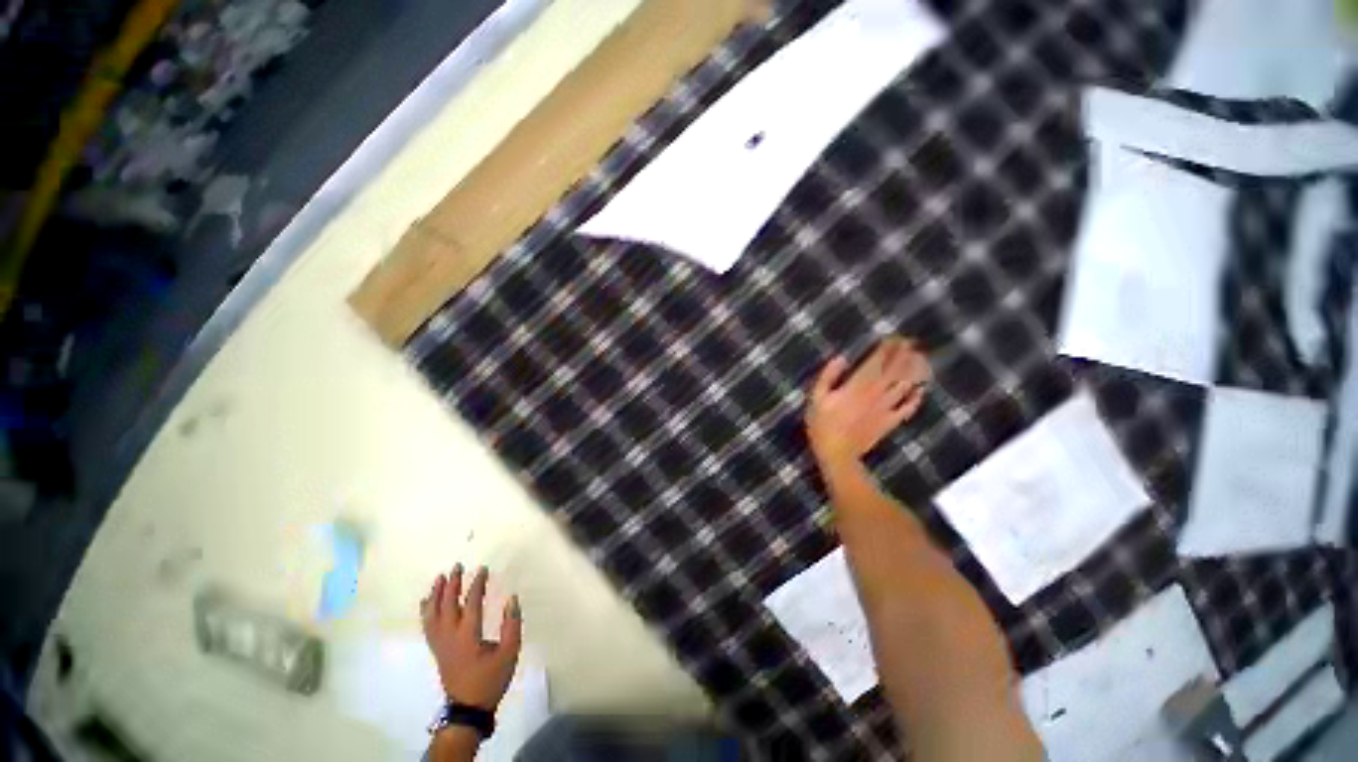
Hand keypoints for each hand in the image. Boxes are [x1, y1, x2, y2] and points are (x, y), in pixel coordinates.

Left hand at [420, 565, 522, 710]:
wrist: (468, 708)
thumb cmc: (490, 679)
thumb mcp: (509, 653)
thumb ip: (512, 625)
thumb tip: (511, 599)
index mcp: (468, 636)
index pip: (471, 603)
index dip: (477, 584)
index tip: (483, 569)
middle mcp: (450, 637)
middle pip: (447, 605)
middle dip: (452, 584)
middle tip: (457, 566)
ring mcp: (440, 644)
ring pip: (433, 615)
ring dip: (436, 595)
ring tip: (439, 578)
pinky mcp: (437, 650)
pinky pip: (427, 626)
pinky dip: (426, 611)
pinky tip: (426, 602)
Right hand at [806, 337, 929, 464]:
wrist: (837, 454)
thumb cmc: (822, 425)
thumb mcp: (816, 398)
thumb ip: (828, 377)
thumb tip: (840, 359)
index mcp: (856, 386)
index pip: (875, 363)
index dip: (886, 349)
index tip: (894, 337)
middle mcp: (875, 394)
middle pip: (894, 371)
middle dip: (903, 355)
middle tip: (912, 343)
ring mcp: (885, 409)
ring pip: (904, 386)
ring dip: (913, 371)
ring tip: (920, 359)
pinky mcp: (890, 422)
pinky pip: (907, 409)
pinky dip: (915, 398)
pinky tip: (920, 390)